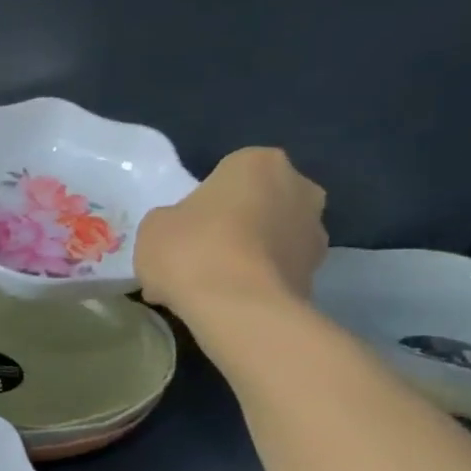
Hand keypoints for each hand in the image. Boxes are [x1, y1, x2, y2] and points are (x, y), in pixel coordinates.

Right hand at [135, 148, 327, 318]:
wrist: (238, 307)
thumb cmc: (191, 250)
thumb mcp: (153, 226)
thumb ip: (171, 219)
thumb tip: (183, 231)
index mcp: (258, 163)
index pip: (227, 173)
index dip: (201, 201)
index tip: (183, 226)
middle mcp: (299, 187)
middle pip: (255, 203)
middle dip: (231, 224)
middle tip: (196, 253)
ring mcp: (315, 231)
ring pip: (268, 238)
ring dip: (246, 254)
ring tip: (208, 285)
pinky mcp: (317, 272)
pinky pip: (275, 270)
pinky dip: (255, 281)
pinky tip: (225, 302)